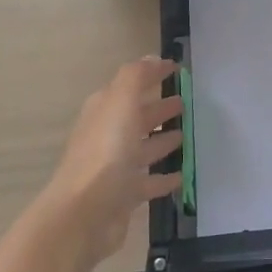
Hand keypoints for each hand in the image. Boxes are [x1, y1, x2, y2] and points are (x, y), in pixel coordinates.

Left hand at [37, 57, 183, 271]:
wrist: (84, 214)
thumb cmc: (105, 152)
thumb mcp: (121, 102)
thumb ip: (136, 77)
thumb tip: (151, 57)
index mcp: (104, 111)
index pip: (130, 86)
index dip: (152, 75)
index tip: (177, 69)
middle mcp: (107, 136)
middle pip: (137, 117)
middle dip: (159, 108)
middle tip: (186, 103)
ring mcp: (114, 168)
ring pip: (143, 148)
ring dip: (163, 141)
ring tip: (186, 135)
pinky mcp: (123, 196)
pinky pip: (148, 182)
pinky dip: (164, 177)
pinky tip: (182, 175)